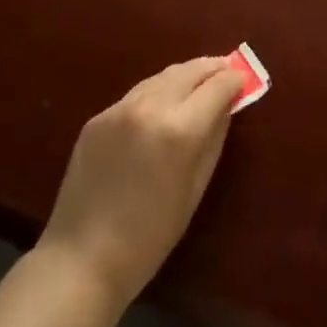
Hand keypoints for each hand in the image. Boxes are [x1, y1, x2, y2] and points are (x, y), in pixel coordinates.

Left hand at [38, 56, 243, 307]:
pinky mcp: (98, 116)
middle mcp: (150, 106)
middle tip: (226, 69)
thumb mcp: (195, 190)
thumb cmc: (150, 238)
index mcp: (179, 130)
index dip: (234, 80)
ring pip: (161, 76)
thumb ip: (214, 139)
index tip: (244, 79)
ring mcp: (120, 108)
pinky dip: (156, 93)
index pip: (216, 86)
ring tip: (198, 81)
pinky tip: (162, 105)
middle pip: (189, 71)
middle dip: (211, 68)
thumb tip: (227, 106)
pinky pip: (136, 95)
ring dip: (184, 75)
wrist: (81, 259)